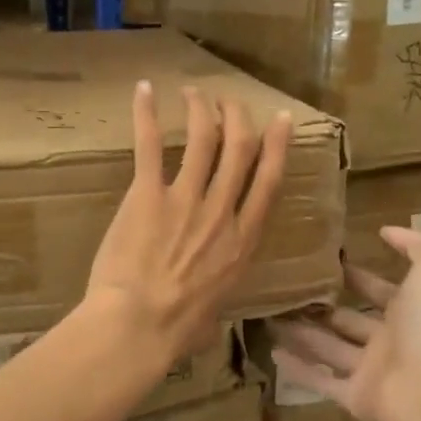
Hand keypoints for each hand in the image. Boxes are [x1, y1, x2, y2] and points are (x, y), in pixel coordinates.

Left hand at [86, 82, 291, 369]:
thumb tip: (210, 313)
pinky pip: (150, 145)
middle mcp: (221, 212)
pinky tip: (144, 91)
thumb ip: (218, 294)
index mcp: (243, 242)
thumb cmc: (176, 330)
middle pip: (239, 150)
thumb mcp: (215, 312)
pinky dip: (147, 115)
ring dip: (201, 109)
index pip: (268, 181)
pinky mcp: (147, 195)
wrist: (139, 325)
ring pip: (203, 139)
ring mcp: (186, 199)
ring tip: (194, 92)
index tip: (280, 120)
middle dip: (238, 118)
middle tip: (229, 101)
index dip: (277, 146)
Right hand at [272, 227, 420, 420]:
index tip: (324, 262)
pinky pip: (321, 382)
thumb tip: (386, 231)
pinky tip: (272, 353)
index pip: (378, 290)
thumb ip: (417, 244)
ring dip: (301, 333)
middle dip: (322, 306)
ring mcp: (372, 372)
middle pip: (348, 321)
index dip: (356, 276)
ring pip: (329, 348)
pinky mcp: (354, 398)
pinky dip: (298, 370)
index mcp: (411, 311)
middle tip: (287, 289)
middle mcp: (391, 341)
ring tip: (269, 316)